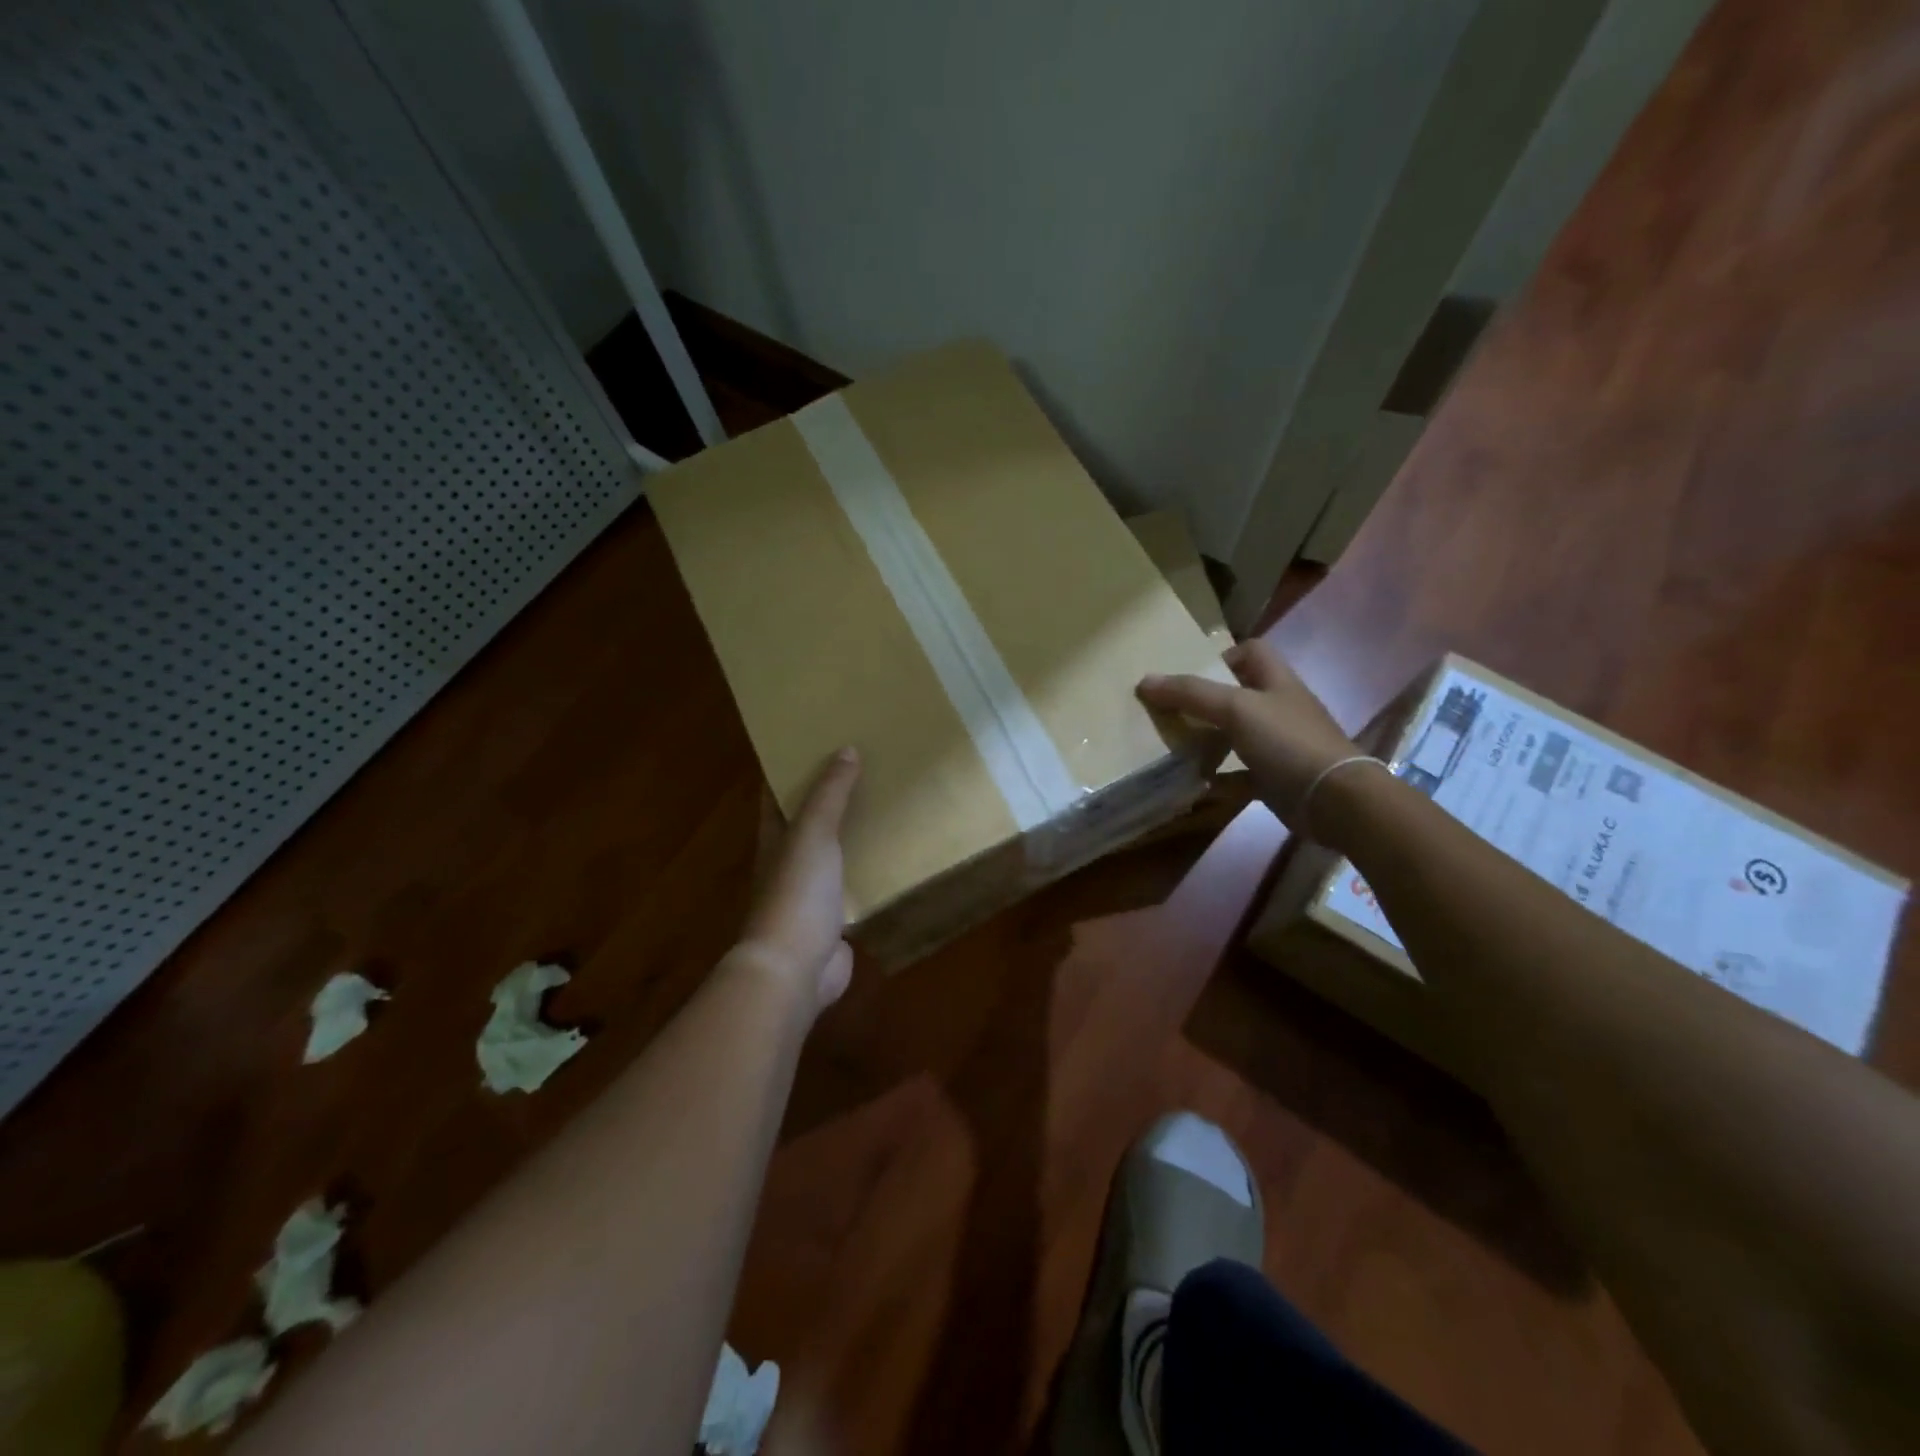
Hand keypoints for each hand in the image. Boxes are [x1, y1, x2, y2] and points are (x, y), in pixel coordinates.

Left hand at [736, 748, 861, 1011]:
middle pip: (808, 822)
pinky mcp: (835, 919)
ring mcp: (811, 893)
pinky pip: (855, 885)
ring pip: (834, 854)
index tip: (820, 743)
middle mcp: (788, 862)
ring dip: (853, 835)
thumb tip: (845, 749)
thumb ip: (829, 794)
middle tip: (867, 769)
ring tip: (887, 805)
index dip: (792, 769)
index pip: (777, 795)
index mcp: (774, 838)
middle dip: (831, 799)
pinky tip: (895, 857)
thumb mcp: (812, 833)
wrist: (795, 968)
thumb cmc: (796, 893)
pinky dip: (869, 871)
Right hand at [1138, 640, 1363, 830]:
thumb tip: (1144, 680)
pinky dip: (1218, 780)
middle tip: (1170, 712)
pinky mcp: (1276, 779)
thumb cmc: (1287, 742)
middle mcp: (1279, 709)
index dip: (1222, 655)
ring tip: (1174, 748)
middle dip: (1204, 702)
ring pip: (1236, 736)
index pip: (1252, 652)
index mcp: (1276, 681)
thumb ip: (1191, 693)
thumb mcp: (1236, 709)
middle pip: (1239, 695)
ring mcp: (1279, 746)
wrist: (1334, 800)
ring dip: (1208, 741)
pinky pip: (1240, 775)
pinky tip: (1195, 786)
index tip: (1191, 674)